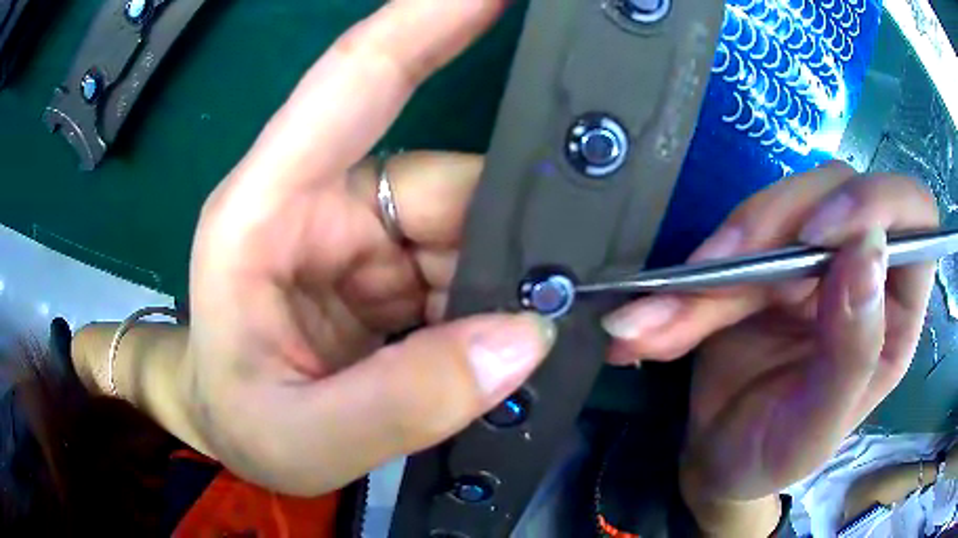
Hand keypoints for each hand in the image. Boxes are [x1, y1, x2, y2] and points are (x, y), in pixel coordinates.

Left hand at [182, 0, 554, 496]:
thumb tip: (523, 338)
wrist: (230, 432)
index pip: (357, 78)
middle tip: (572, 285)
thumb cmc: (239, 424)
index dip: (431, 18)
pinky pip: (464, 266)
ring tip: (533, 336)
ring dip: (508, 279)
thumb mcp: (305, 436)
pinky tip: (507, 340)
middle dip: (513, 230)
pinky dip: (496, 301)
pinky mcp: (385, 272)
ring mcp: (360, 236)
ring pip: (467, 228)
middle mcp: (320, 204)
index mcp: (267, 211)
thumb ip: (405, 400)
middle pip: (447, 181)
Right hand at [603, 162, 938, 534]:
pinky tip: (652, 318)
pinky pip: (733, 239)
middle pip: (836, 191)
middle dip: (774, 228)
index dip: (877, 204)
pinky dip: (689, 277)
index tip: (819, 237)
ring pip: (778, 208)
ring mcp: (814, 257)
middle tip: (716, 274)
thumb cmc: (776, 456)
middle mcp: (865, 269)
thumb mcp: (816, 429)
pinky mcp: (767, 257)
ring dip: (718, 259)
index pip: (915, 216)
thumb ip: (854, 352)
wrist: (720, 458)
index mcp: (897, 311)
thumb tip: (865, 253)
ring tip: (662, 320)